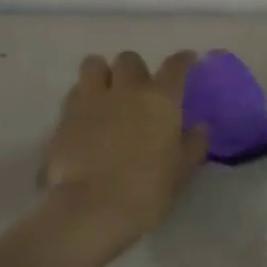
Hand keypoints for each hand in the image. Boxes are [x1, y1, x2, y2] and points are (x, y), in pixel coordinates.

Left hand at [43, 51, 207, 256]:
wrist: (93, 207)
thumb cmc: (147, 190)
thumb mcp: (181, 171)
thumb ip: (193, 145)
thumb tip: (200, 127)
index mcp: (161, 100)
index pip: (175, 67)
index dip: (183, 60)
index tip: (187, 60)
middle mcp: (127, 89)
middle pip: (130, 59)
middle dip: (136, 69)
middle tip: (139, 88)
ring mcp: (92, 99)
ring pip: (94, 64)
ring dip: (103, 72)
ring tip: (106, 90)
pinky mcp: (65, 115)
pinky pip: (75, 91)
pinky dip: (83, 95)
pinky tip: (87, 113)